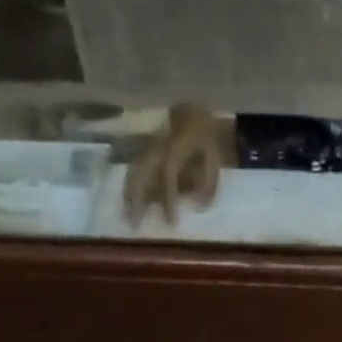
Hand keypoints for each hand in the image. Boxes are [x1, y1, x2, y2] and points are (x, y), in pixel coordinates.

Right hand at [123, 103, 226, 225]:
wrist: (195, 115)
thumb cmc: (207, 143)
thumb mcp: (215, 162)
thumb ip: (207, 186)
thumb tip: (194, 206)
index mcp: (178, 144)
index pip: (168, 173)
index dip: (168, 197)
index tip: (171, 223)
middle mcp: (158, 144)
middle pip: (142, 170)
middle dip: (137, 198)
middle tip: (135, 225)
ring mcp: (149, 146)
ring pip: (133, 170)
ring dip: (128, 195)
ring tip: (127, 218)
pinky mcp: (144, 151)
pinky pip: (134, 169)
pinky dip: (129, 188)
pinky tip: (127, 206)